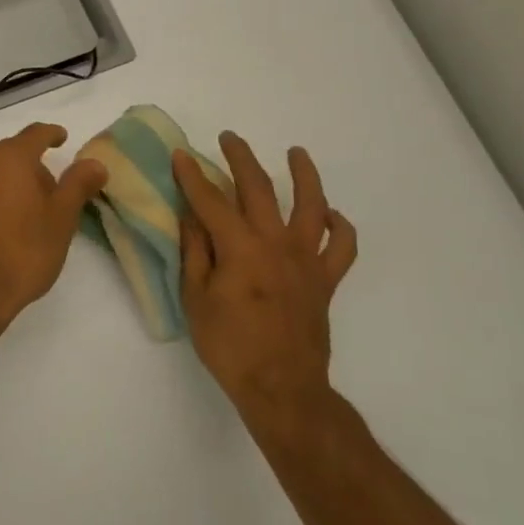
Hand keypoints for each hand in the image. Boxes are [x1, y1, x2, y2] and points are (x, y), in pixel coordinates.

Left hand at [0, 123, 108, 333]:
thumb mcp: (61, 220)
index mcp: (9, 159)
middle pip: (9, 154)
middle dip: (30, 166)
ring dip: (5, 183)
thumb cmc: (22, 253)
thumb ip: (77, 185)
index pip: (35, 134)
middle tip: (50, 192)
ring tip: (22, 212)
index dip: (51, 134)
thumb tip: (94, 162)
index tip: (61, 138)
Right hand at [173, 134, 356, 424]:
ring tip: (297, 153)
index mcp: (240, 248)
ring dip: (304, 175)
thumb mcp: (195, 298)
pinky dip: (339, 226)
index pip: (211, 201)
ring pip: (312, 206)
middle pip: (260, 190)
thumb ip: (195, 252)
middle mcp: (277, 244)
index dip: (193, 176)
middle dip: (241, 159)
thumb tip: (191, 216)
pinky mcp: (326, 280)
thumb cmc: (228, 345)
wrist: (281, 386)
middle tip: (229, 138)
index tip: (181, 155)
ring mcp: (308, 260)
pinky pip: (342, 246)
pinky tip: (329, 215)